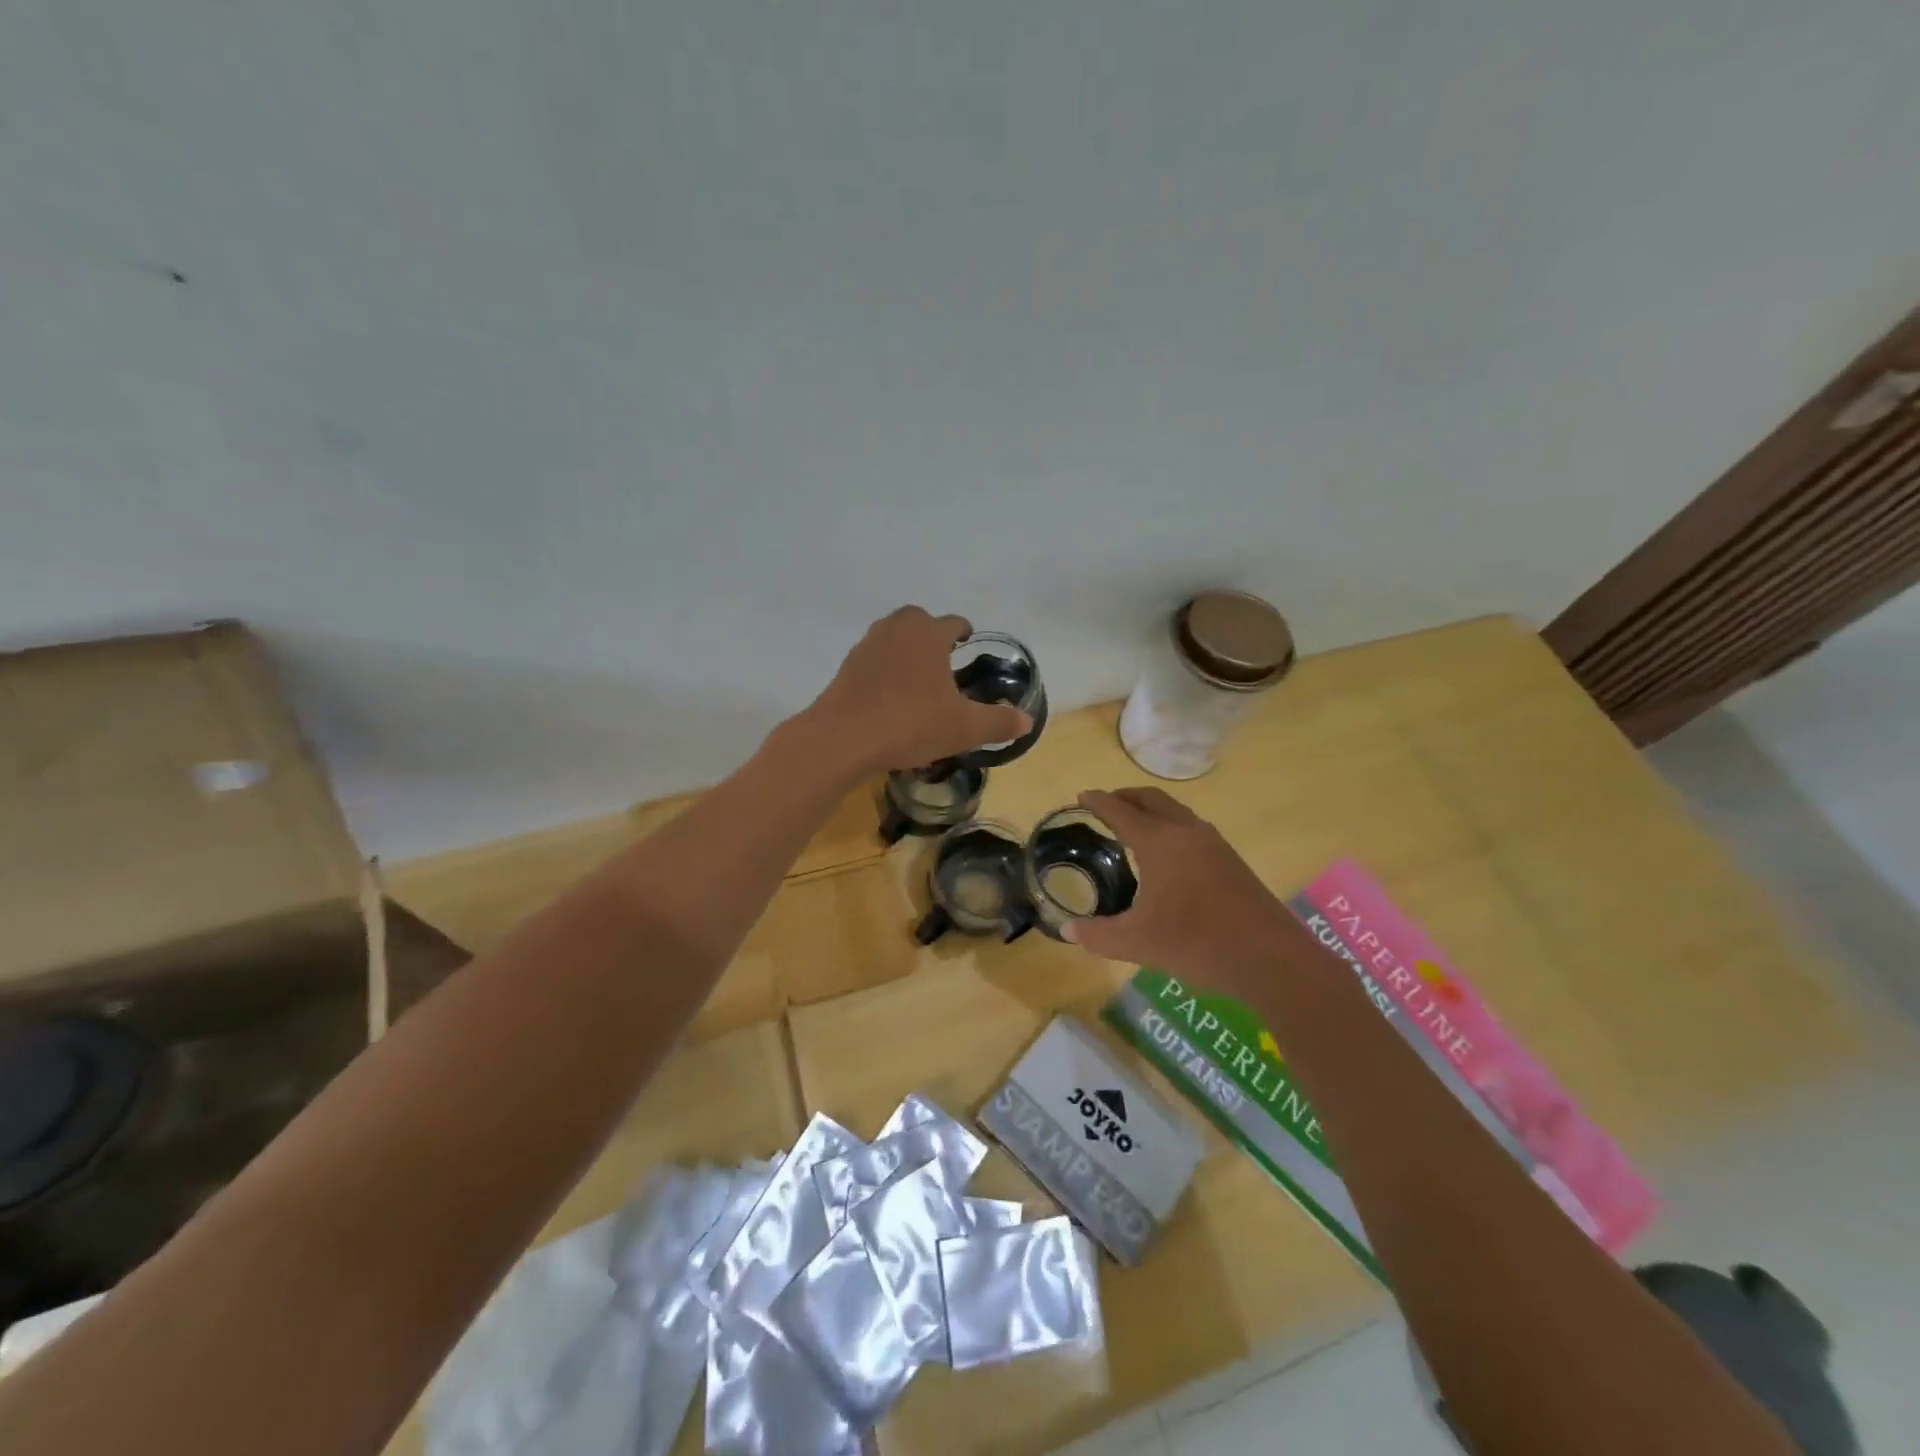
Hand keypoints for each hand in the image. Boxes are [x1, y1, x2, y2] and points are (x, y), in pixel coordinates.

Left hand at [809, 607, 1031, 773]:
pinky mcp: (846, 667)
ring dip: (905, 650)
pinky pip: (873, 659)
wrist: (844, 737)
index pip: (953, 622)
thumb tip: (1027, 721)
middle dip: (931, 635)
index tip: (968, 645)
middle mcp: (897, 630)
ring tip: (917, 678)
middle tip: (943, 661)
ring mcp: (867, 646)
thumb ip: (998, 722)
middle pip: (918, 620)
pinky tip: (890, 696)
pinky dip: (884, 669)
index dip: (964, 633)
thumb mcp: (964, 728)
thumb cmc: (911, 723)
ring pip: (892, 637)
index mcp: (929, 634)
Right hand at [1062, 787, 1283, 972]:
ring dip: (1152, 809)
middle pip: (1152, 800)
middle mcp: (1186, 833)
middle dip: (1126, 796)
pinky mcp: (1231, 861)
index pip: (1121, 812)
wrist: (1270, 958)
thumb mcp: (1138, 943)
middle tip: (1106, 803)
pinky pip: (1192, 828)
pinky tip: (1168, 855)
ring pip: (1176, 812)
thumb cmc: (1197, 943)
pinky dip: (1170, 826)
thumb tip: (1067, 931)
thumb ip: (1098, 936)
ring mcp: (1214, 844)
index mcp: (1160, 843)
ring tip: (1134, 825)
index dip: (1099, 802)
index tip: (1082, 795)